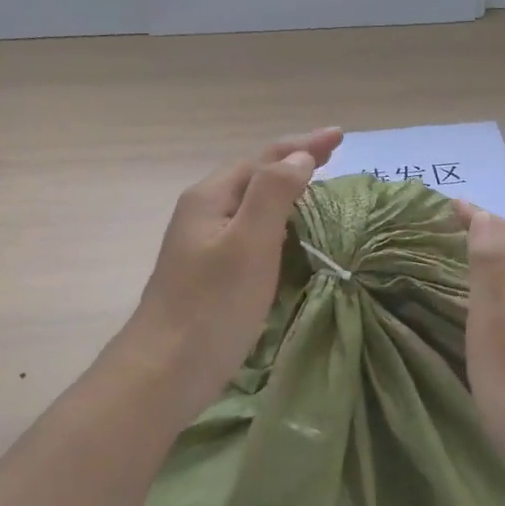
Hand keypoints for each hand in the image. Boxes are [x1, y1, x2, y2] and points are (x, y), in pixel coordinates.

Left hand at [125, 128, 343, 412]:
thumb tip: (299, 156)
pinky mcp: (210, 271)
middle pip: (255, 174)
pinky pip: (250, 229)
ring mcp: (204, 242)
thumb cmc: (211, 306)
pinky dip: (277, 219)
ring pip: (251, 202)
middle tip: (334, 154)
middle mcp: (204, 212)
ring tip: (317, 184)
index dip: (303, 144)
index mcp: (211, 197)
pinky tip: (289, 232)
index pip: (264, 158)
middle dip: (294, 160)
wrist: (164, 371)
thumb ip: (273, 194)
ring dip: (285, 188)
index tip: (340, 135)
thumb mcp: (248, 243)